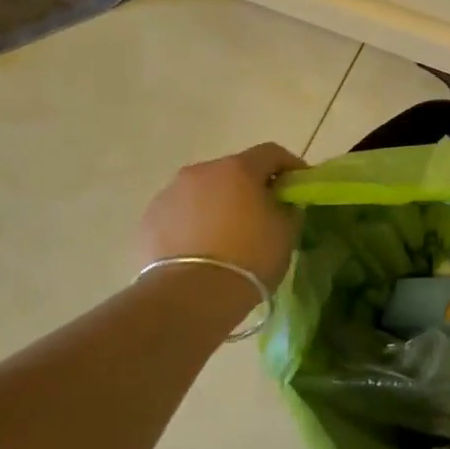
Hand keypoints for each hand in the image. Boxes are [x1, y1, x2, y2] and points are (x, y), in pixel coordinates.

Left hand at [136, 143, 306, 291]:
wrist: (192, 295)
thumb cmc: (249, 258)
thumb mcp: (286, 232)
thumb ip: (287, 208)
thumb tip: (281, 203)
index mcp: (238, 169)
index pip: (271, 153)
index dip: (290, 165)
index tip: (299, 185)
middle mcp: (201, 172)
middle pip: (233, 171)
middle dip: (250, 186)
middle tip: (262, 213)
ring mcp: (170, 193)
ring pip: (203, 191)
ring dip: (218, 204)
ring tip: (227, 234)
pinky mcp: (150, 219)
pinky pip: (181, 213)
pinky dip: (194, 222)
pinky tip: (201, 248)